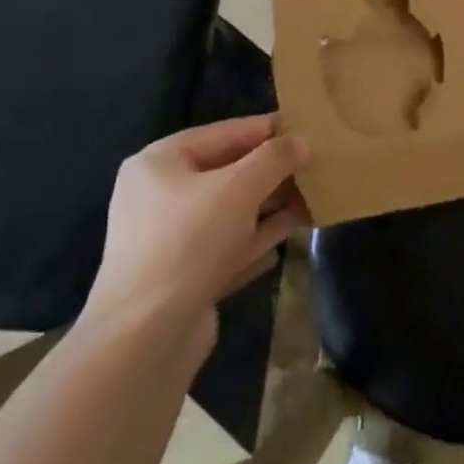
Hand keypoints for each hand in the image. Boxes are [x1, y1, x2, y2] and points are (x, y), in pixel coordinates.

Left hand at [84, 115, 310, 343]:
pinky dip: (260, 235)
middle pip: (228, 171)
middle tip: (318, 162)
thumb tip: (302, 142)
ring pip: (232, 210)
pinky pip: (230, 243)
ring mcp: (173, 237)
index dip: (267, 129)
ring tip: (317, 193)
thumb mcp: (238, 188)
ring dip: (272, 203)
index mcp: (160, 162)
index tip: (307, 126)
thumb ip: (274, 159)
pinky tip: (294, 229)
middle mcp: (162, 194)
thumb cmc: (189, 242)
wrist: (146, 337)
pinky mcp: (186, 274)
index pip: (223, 133)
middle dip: (273, 169)